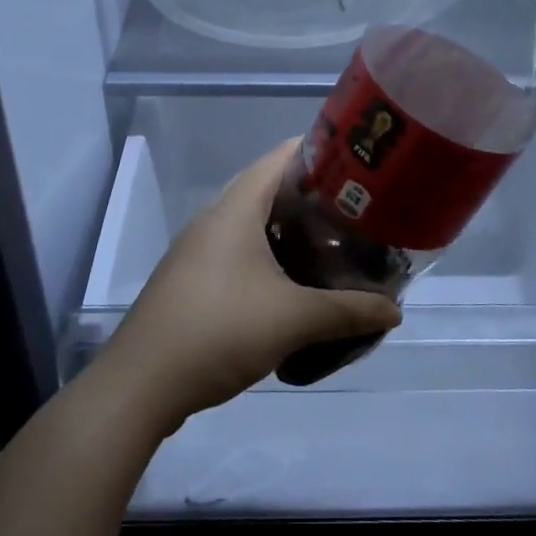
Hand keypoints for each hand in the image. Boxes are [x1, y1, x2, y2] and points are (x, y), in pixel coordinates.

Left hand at [96, 140, 403, 426]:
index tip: (358, 165)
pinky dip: (270, 257)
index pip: (281, 157)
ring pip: (253, 224)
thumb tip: (394, 311)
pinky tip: (294, 283)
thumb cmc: (219, 330)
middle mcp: (215, 219)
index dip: (320, 152)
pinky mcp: (193, 280)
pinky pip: (239, 252)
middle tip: (356, 212)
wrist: (141, 383)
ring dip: (290, 232)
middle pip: (269, 189)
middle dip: (312, 198)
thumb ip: (348, 311)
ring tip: (334, 246)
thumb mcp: (294, 319)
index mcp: (236, 208)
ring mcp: (199, 250)